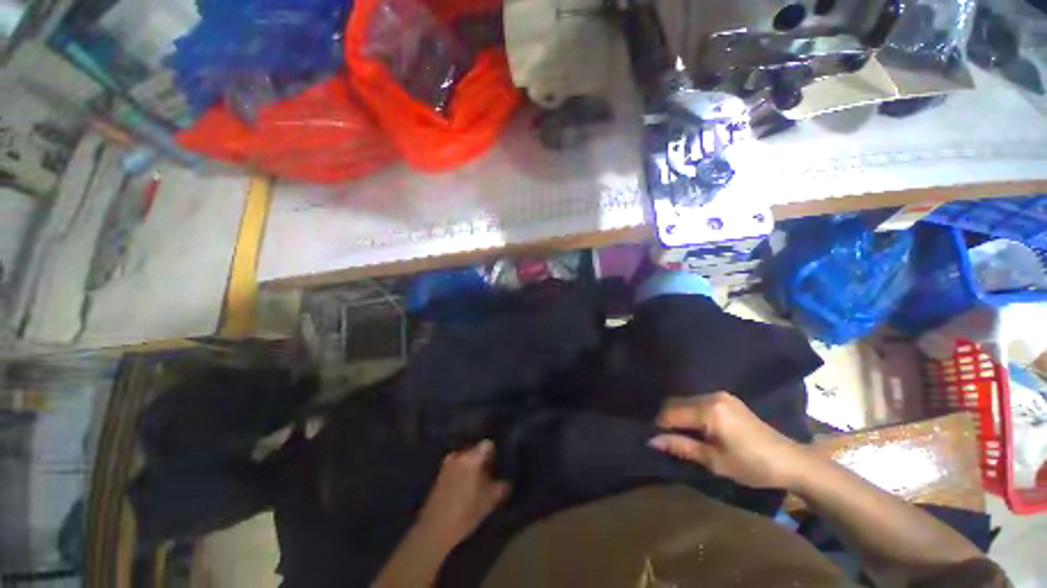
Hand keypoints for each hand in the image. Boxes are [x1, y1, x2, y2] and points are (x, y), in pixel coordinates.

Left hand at [415, 440, 509, 548]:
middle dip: (483, 460)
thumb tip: (507, 480)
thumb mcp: (490, 500)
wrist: (434, 530)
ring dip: (472, 467)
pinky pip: (456, 467)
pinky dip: (462, 473)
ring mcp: (447, 463)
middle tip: (490, 474)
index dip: (495, 453)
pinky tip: (465, 488)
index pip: (488, 444)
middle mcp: (459, 454)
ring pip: (465, 459)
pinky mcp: (439, 474)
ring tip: (477, 482)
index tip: (498, 464)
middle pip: (476, 450)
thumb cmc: (466, 512)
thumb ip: (502, 486)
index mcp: (472, 457)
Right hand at [648, 391, 812, 489]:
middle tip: (668, 440)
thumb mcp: (714, 461)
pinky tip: (697, 428)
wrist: (790, 461)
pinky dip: (690, 412)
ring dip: (678, 415)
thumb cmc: (752, 465)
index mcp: (709, 410)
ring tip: (682, 436)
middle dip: (667, 419)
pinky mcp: (726, 398)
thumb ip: (681, 446)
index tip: (656, 440)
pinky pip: (697, 401)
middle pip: (675, 402)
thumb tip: (651, 440)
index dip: (659, 426)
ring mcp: (720, 394)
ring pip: (685, 400)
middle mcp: (711, 396)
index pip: (670, 412)